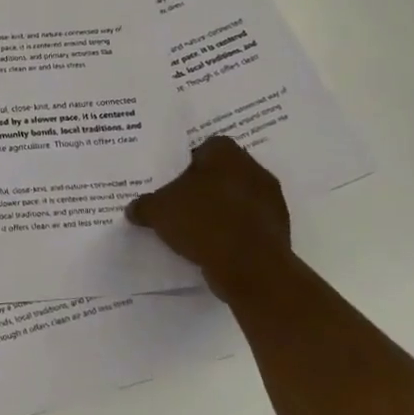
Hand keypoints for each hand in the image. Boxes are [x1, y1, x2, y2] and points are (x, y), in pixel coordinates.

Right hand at [126, 136, 290, 289]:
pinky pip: (249, 221)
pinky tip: (215, 244)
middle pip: (222, 171)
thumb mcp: (157, 211)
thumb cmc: (202, 222)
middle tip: (180, 202)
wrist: (250, 267)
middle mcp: (253, 169)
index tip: (172, 180)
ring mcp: (271, 199)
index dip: (186, 162)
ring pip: (238, 197)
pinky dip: (234, 229)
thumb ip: (144, 205)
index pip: (204, 147)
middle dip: (204, 185)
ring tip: (196, 227)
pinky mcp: (279, 228)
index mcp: (225, 153)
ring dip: (221, 208)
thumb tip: (134, 208)